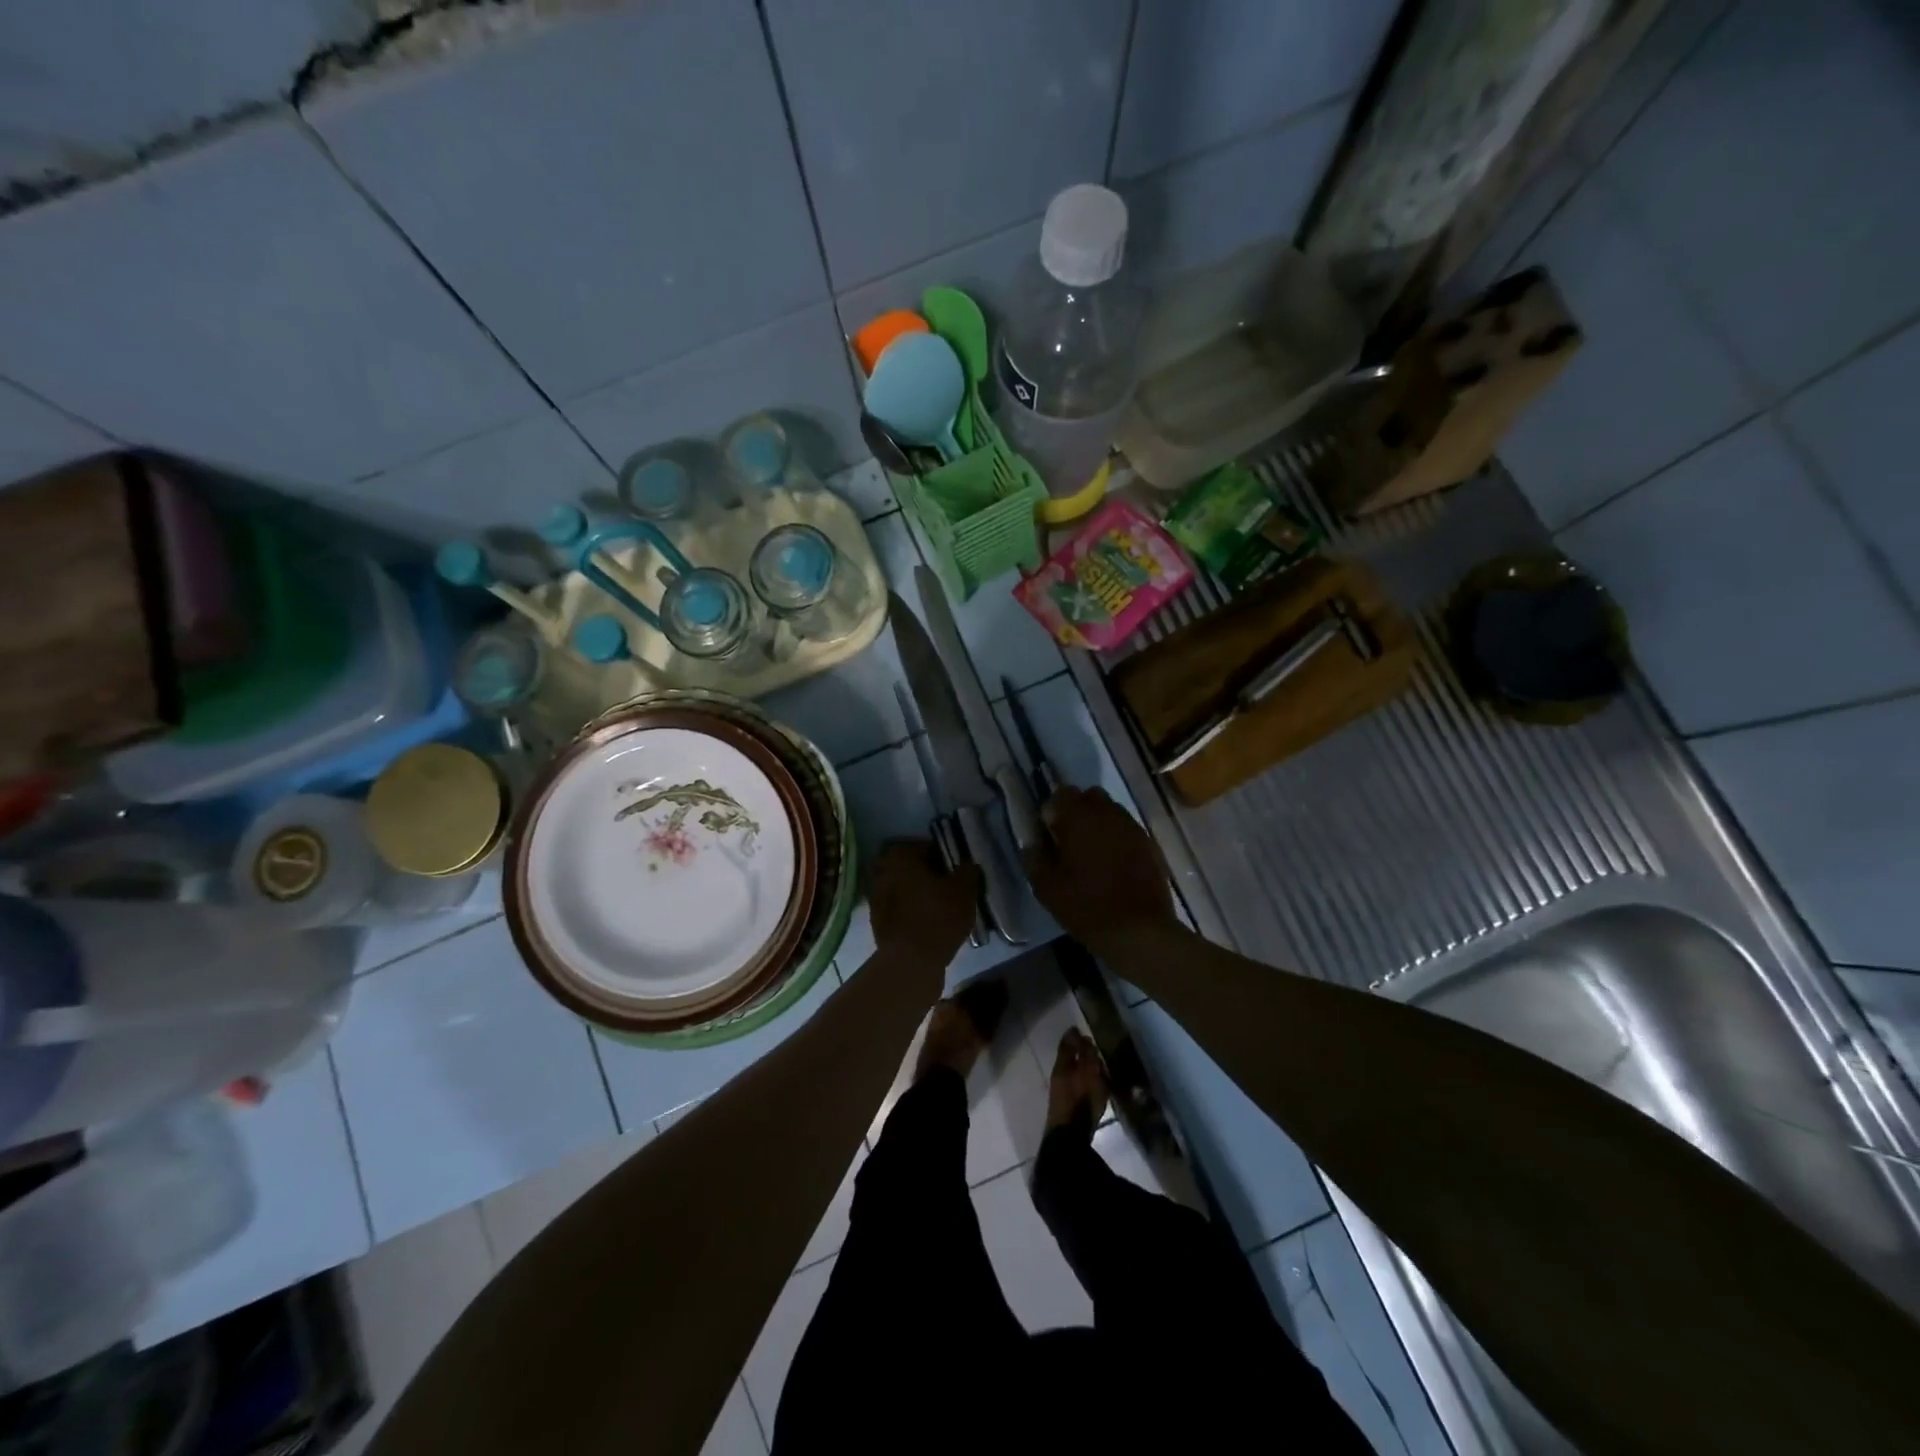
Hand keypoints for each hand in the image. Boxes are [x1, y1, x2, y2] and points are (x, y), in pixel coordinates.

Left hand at [867, 839, 981, 970]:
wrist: (910, 962)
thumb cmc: (938, 917)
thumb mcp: (964, 890)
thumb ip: (968, 871)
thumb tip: (968, 865)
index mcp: (899, 856)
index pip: (925, 846)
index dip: (944, 857)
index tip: (957, 870)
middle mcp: (882, 872)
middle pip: (911, 867)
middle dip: (929, 874)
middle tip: (949, 886)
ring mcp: (875, 898)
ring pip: (903, 888)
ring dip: (919, 893)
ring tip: (941, 906)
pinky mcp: (876, 921)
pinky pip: (899, 908)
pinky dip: (912, 911)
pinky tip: (929, 922)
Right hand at [1025, 787, 1176, 949]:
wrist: (1139, 931)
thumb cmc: (1087, 907)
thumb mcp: (1047, 888)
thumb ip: (1035, 858)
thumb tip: (1033, 842)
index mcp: (1079, 818)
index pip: (1061, 794)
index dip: (1052, 812)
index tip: (1049, 835)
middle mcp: (1108, 813)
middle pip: (1089, 797)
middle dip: (1077, 812)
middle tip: (1069, 841)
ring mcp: (1132, 827)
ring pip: (1110, 811)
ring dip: (1098, 824)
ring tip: (1091, 854)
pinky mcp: (1149, 844)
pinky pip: (1127, 830)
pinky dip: (1116, 838)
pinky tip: (1112, 865)